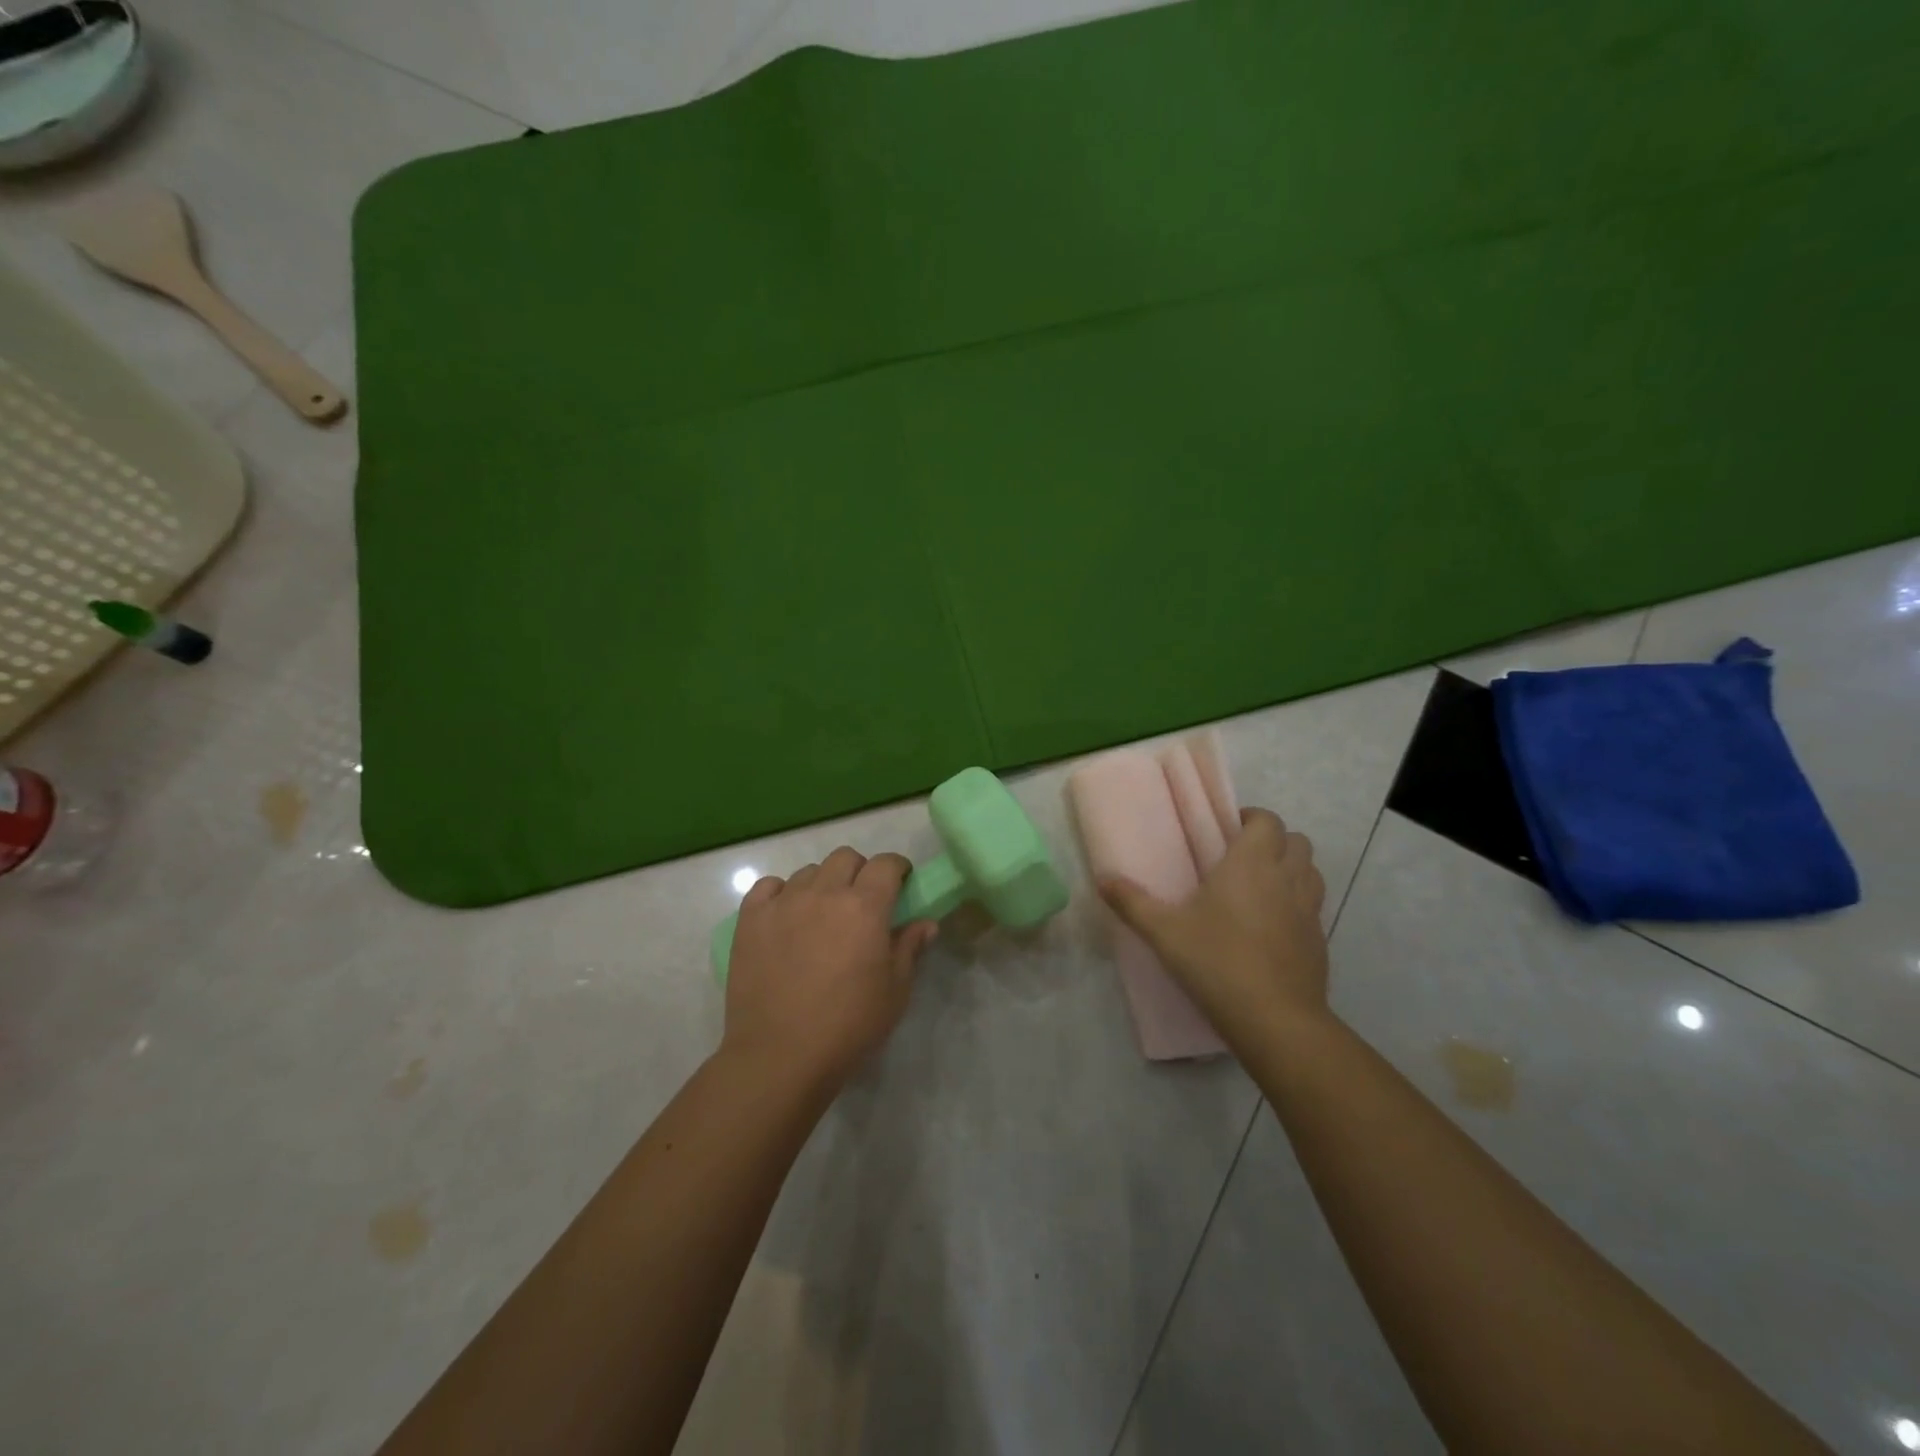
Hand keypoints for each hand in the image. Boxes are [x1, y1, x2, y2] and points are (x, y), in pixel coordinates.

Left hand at [722, 847, 937, 1088]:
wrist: (780, 1056)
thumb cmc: (848, 1025)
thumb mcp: (895, 991)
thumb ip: (910, 948)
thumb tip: (925, 923)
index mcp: (864, 907)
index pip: (885, 864)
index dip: (897, 868)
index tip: (900, 883)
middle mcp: (824, 893)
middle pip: (846, 858)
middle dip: (860, 871)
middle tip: (862, 902)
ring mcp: (783, 903)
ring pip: (809, 872)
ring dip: (823, 884)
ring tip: (822, 915)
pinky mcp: (751, 919)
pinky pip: (768, 886)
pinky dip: (781, 893)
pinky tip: (786, 917)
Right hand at [1099, 808, 1328, 1035]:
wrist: (1275, 1020)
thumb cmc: (1217, 962)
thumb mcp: (1164, 932)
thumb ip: (1132, 902)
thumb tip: (1102, 879)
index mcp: (1252, 864)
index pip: (1267, 821)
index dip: (1251, 819)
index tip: (1227, 831)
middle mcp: (1286, 878)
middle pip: (1296, 840)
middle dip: (1273, 841)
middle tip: (1241, 857)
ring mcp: (1309, 910)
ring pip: (1310, 871)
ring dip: (1290, 869)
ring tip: (1260, 887)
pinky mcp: (1319, 941)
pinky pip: (1313, 907)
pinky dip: (1297, 904)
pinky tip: (1271, 927)